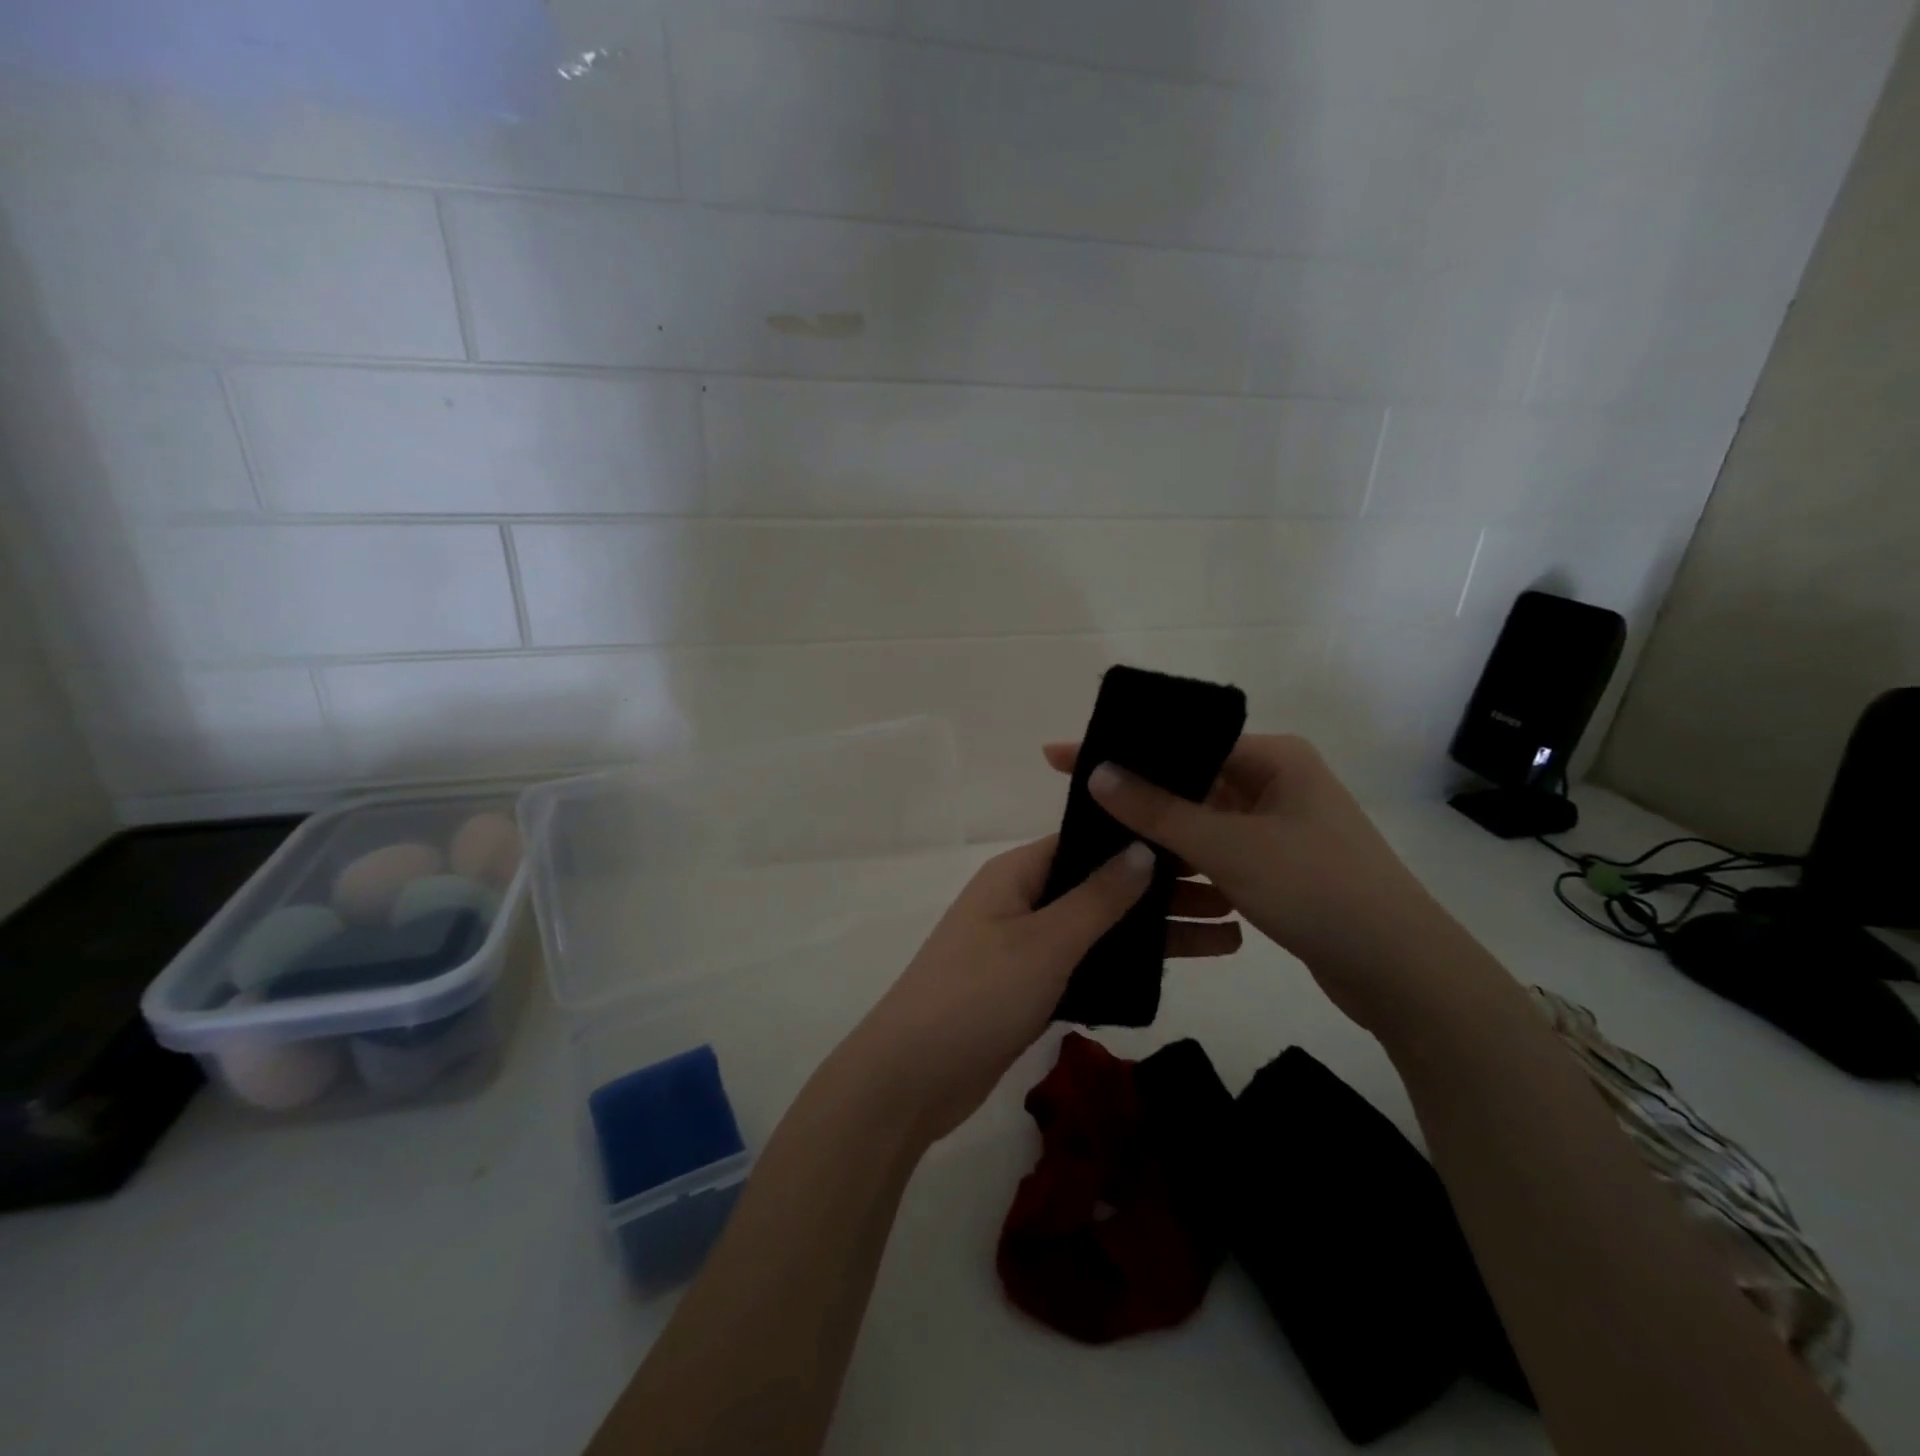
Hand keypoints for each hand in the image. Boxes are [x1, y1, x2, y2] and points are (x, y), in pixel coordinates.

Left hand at [840, 835, 1241, 1146]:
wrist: (911, 1079)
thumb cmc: (977, 995)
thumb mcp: (1043, 942)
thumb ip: (1097, 898)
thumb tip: (1143, 848)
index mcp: (1017, 873)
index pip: (1087, 840)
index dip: (1141, 840)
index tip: (1201, 842)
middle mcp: (1021, 900)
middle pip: (1100, 885)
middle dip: (1160, 892)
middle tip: (1233, 896)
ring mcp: (1024, 946)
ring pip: (1098, 929)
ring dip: (1151, 932)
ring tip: (1226, 937)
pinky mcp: (1028, 988)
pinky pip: (1085, 965)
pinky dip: (1124, 966)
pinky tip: (1173, 971)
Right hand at [1044, 735, 1466, 1031]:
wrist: (1402, 973)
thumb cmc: (1317, 891)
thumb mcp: (1229, 847)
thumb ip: (1158, 811)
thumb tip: (1096, 772)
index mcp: (1274, 758)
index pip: (1182, 742)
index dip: (1122, 748)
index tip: (1062, 755)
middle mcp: (1277, 782)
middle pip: (1190, 777)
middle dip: (1135, 789)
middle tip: (1073, 795)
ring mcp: (1279, 825)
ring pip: (1202, 817)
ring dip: (1158, 828)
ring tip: (1096, 833)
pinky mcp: (1277, 864)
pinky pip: (1217, 849)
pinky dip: (1184, 858)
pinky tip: (1142, 869)